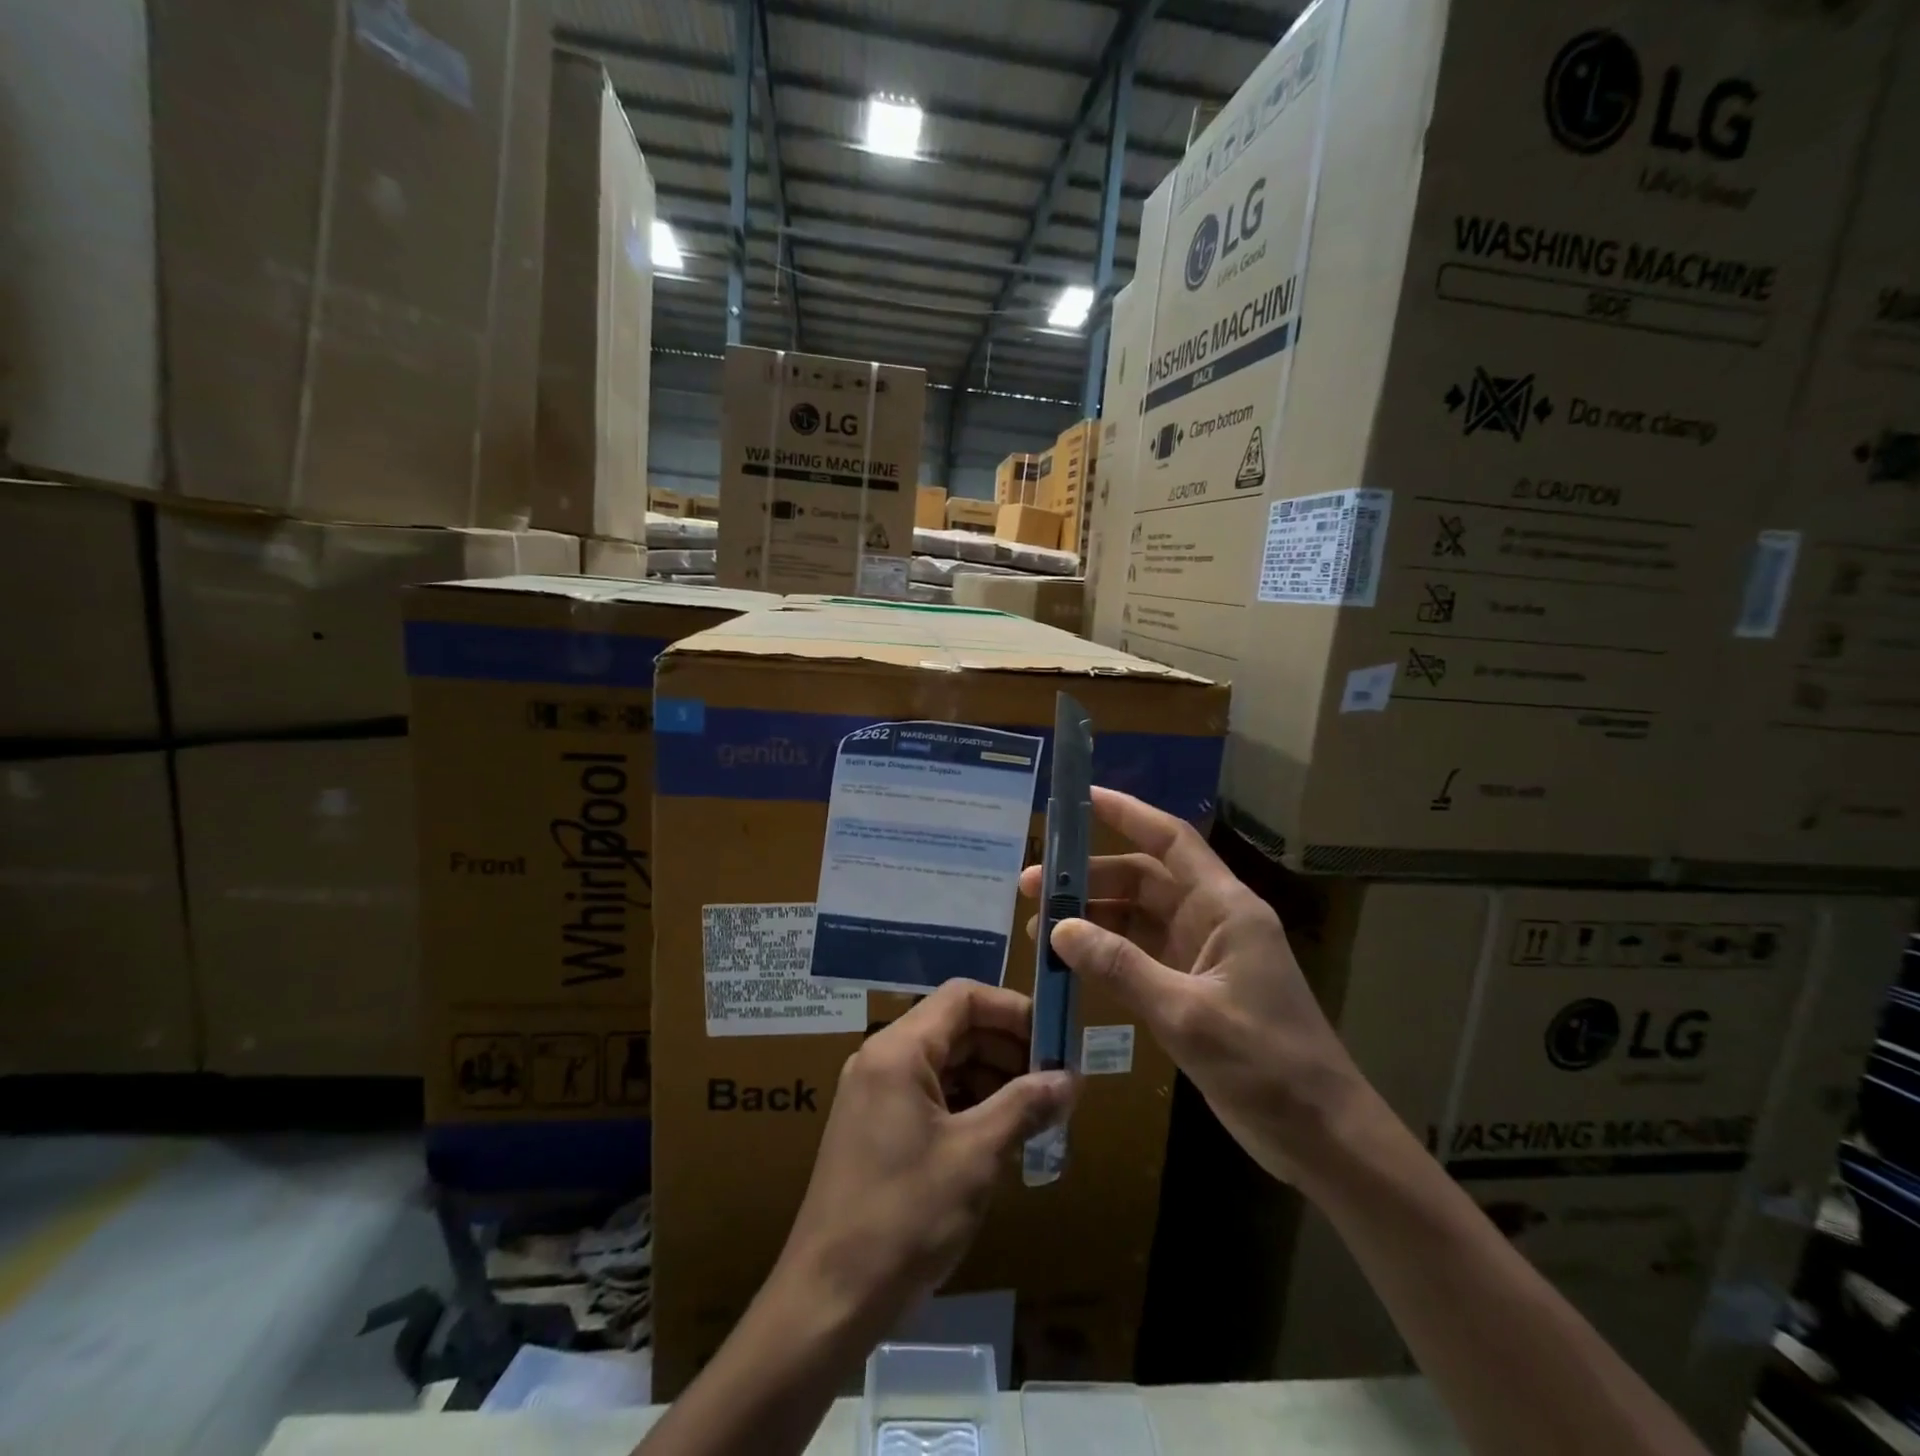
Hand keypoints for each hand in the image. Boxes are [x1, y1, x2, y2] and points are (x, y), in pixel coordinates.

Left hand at [770, 979, 1076, 1340]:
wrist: (828, 1300)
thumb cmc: (905, 1216)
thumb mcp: (976, 1157)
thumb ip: (1024, 1106)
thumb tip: (1071, 1079)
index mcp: (899, 1050)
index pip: (963, 997)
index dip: (1013, 1010)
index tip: (1055, 1040)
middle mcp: (883, 1058)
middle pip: (956, 1028)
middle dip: (1008, 1050)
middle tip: (1055, 1084)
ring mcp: (876, 1093)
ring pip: (945, 1063)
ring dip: (992, 1080)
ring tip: (1036, 1115)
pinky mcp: (875, 1127)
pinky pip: (930, 1095)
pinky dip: (968, 1106)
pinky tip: (1000, 1138)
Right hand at [1019, 788, 1368, 1182]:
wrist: (1322, 1136)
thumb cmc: (1267, 1065)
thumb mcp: (1188, 1014)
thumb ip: (1122, 968)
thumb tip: (1060, 928)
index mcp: (1224, 908)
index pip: (1170, 841)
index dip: (1127, 813)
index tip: (1078, 799)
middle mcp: (1211, 920)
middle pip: (1142, 879)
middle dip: (1088, 877)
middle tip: (1032, 887)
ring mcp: (1200, 956)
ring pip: (1136, 918)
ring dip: (1091, 918)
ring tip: (1038, 929)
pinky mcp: (1191, 990)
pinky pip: (1138, 956)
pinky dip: (1105, 954)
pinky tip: (1069, 964)